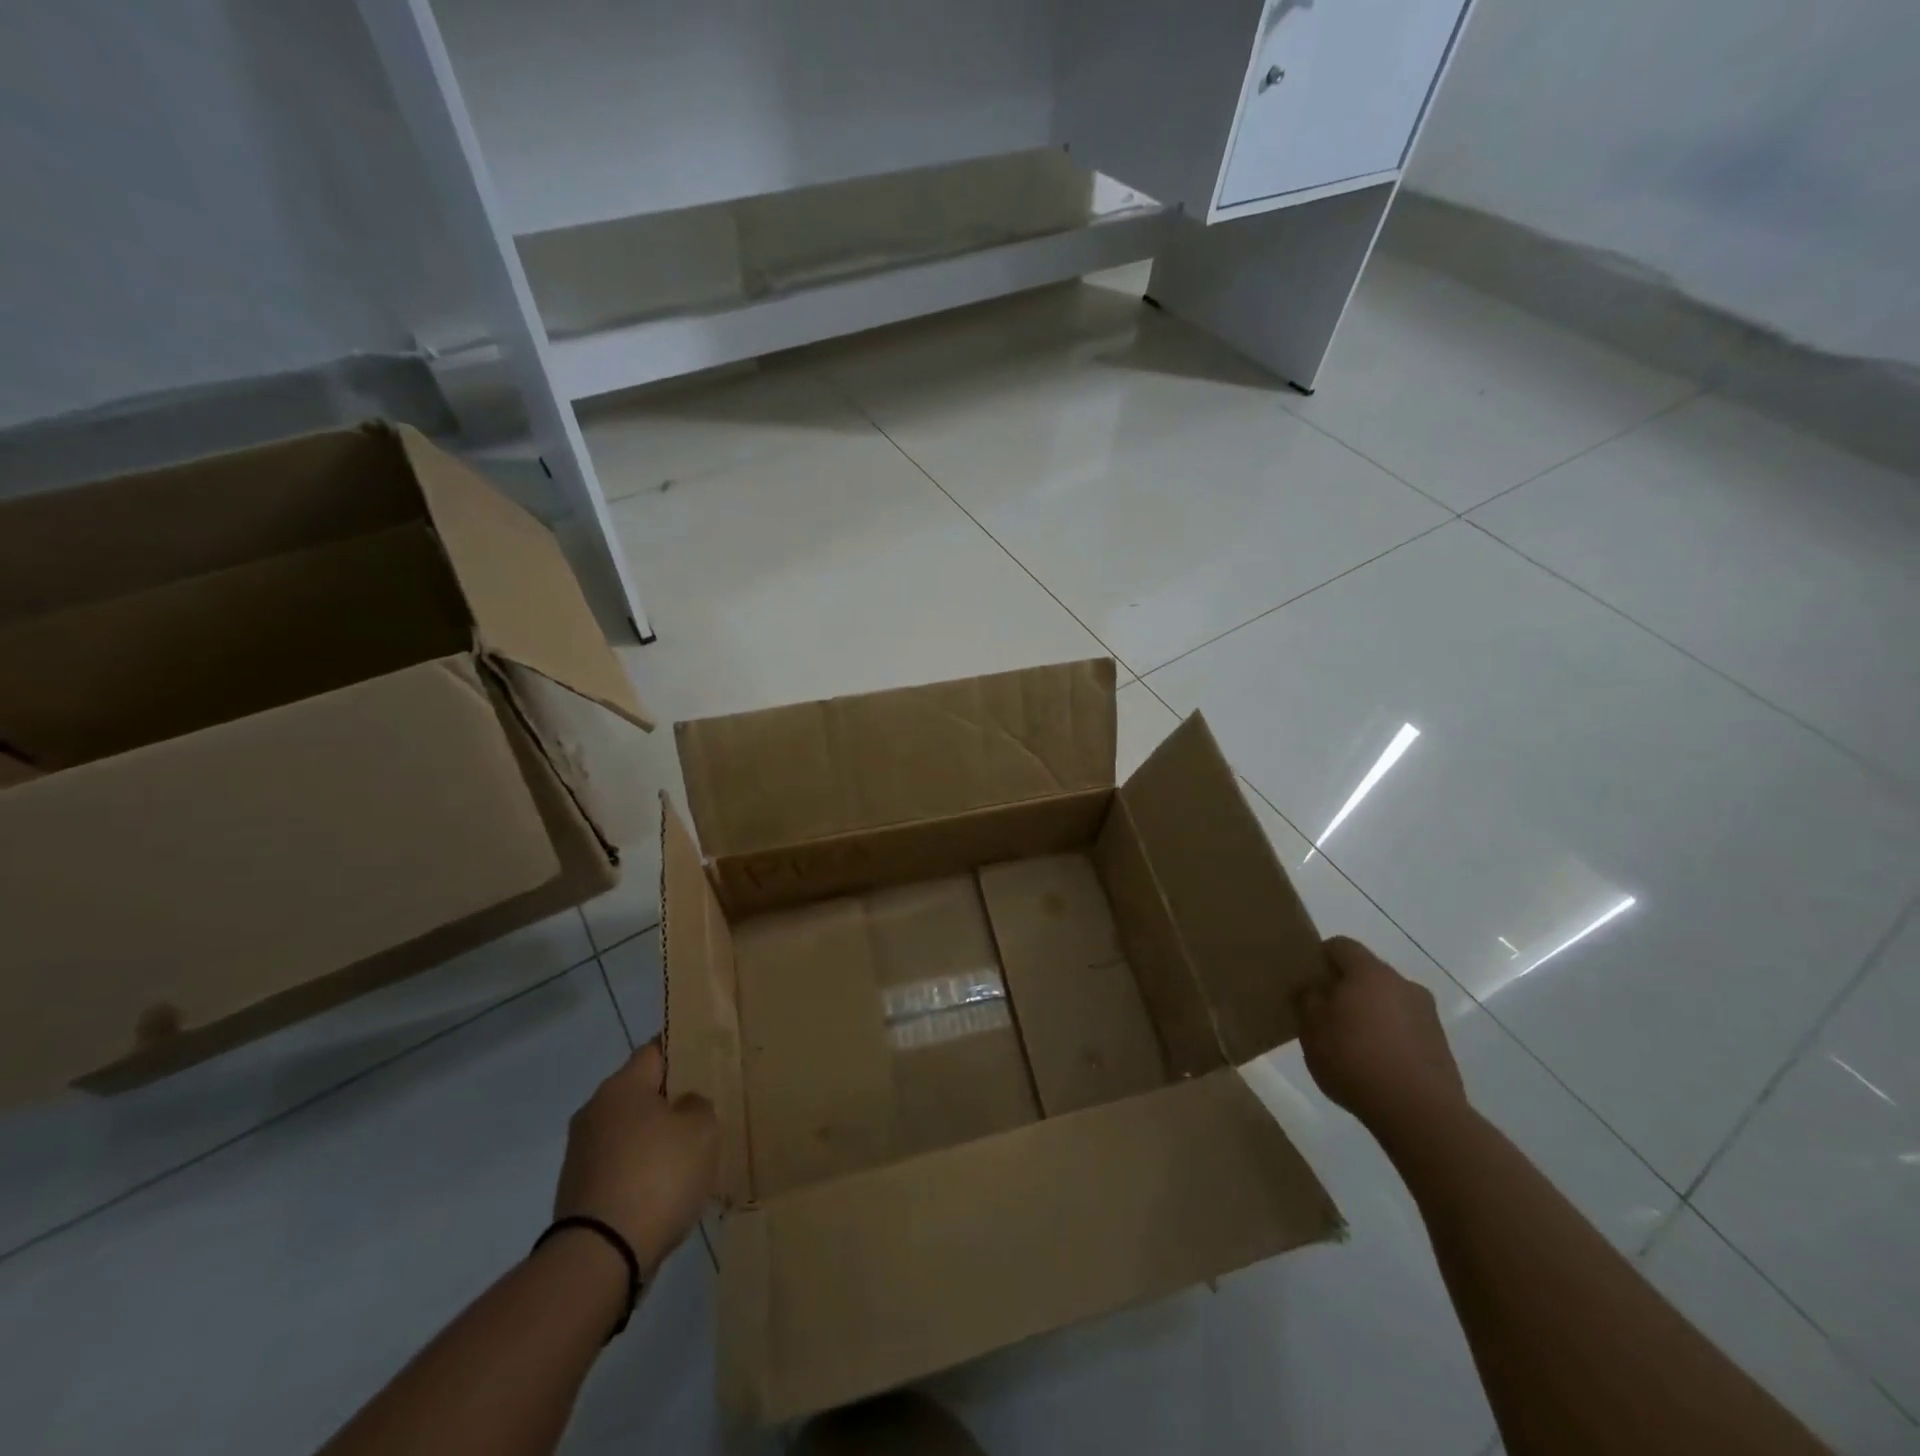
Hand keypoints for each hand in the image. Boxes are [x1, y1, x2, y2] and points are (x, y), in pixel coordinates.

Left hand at [554, 1041, 717, 1275]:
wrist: (599, 1258)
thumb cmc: (657, 1177)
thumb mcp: (701, 1129)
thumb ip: (698, 1105)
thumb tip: (683, 1106)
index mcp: (621, 1086)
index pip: (655, 1050)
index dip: (682, 1049)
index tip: (706, 1056)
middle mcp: (594, 1111)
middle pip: (640, 1091)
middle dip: (670, 1098)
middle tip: (705, 1108)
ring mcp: (581, 1153)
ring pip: (629, 1130)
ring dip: (654, 1137)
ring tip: (689, 1153)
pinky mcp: (577, 1191)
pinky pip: (619, 1165)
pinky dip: (641, 1169)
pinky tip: (665, 1188)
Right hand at [1295, 936, 1466, 1138]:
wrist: (1420, 1114)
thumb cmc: (1355, 1061)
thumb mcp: (1312, 1029)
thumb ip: (1308, 1000)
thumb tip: (1313, 988)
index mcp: (1370, 973)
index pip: (1341, 945)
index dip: (1320, 956)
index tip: (1307, 978)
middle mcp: (1403, 984)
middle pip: (1368, 973)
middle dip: (1346, 987)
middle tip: (1325, 1012)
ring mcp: (1427, 1015)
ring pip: (1389, 1001)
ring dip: (1370, 1012)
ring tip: (1352, 1042)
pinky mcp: (1440, 1045)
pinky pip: (1405, 1027)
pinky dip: (1389, 1036)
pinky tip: (1375, 1063)